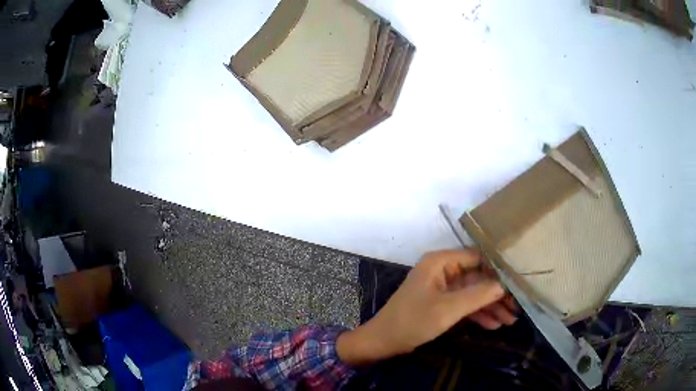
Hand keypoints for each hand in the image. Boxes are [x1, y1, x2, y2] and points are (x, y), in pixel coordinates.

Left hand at [337, 249, 516, 365]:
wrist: (384, 342)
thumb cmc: (413, 321)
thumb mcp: (448, 309)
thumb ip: (478, 295)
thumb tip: (505, 284)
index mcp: (441, 262)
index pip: (478, 258)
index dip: (498, 270)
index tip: (518, 282)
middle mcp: (443, 270)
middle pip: (478, 278)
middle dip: (497, 294)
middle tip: (517, 307)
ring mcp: (442, 288)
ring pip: (473, 293)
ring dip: (490, 306)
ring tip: (510, 320)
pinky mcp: (441, 303)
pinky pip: (464, 305)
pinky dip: (478, 314)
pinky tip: (494, 325)